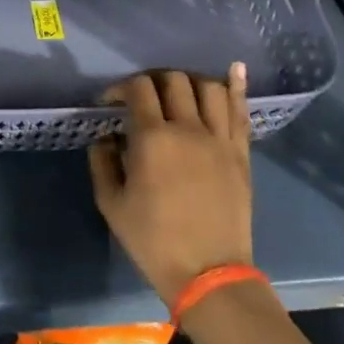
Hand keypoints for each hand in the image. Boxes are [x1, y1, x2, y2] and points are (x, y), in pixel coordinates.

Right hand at [87, 65, 252, 307]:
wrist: (208, 273)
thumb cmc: (152, 240)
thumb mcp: (110, 203)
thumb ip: (102, 161)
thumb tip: (106, 137)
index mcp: (152, 139)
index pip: (138, 89)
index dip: (121, 88)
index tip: (109, 103)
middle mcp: (188, 129)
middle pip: (173, 80)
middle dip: (152, 81)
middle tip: (142, 98)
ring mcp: (220, 139)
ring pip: (209, 87)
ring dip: (189, 81)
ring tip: (178, 93)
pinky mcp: (241, 153)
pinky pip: (241, 110)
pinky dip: (236, 86)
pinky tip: (232, 70)